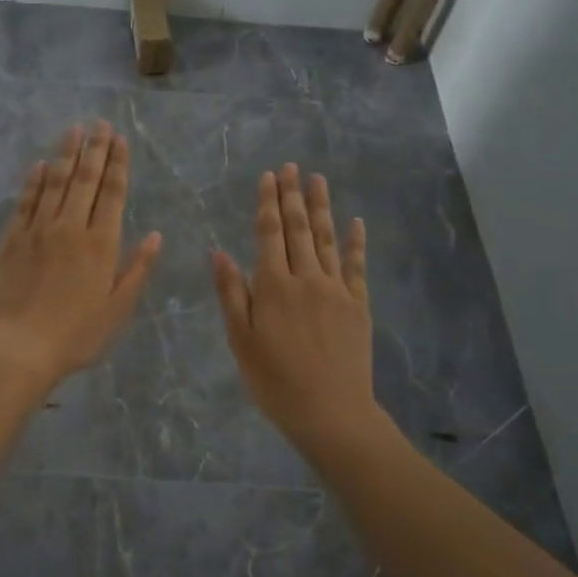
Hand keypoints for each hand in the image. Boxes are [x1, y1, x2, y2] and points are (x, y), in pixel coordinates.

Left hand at [0, 121, 160, 388]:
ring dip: (65, 155)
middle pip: (85, 180)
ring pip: (54, 183)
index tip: (120, 138)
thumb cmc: (77, 334)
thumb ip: (137, 269)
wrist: (20, 346)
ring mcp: (38, 230)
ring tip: (74, 130)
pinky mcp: (12, 239)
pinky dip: (33, 181)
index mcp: (101, 244)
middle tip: (100, 123)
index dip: (118, 164)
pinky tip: (39, 165)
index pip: (112, 194)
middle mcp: (71, 228)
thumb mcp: (118, 308)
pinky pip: (25, 202)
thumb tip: (156, 235)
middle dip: (95, 149)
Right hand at [212, 164, 377, 446]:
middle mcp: (305, 279)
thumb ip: (231, 294)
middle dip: (292, 196)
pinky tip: (355, 222)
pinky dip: (355, 242)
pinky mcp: (357, 304)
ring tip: (317, 179)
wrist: (329, 410)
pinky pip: (356, 266)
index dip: (267, 203)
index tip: (268, 176)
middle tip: (291, 166)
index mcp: (273, 287)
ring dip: (321, 208)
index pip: (269, 234)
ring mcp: (336, 290)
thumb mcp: (241, 340)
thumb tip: (219, 252)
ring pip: (326, 239)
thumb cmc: (274, 380)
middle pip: (298, 229)